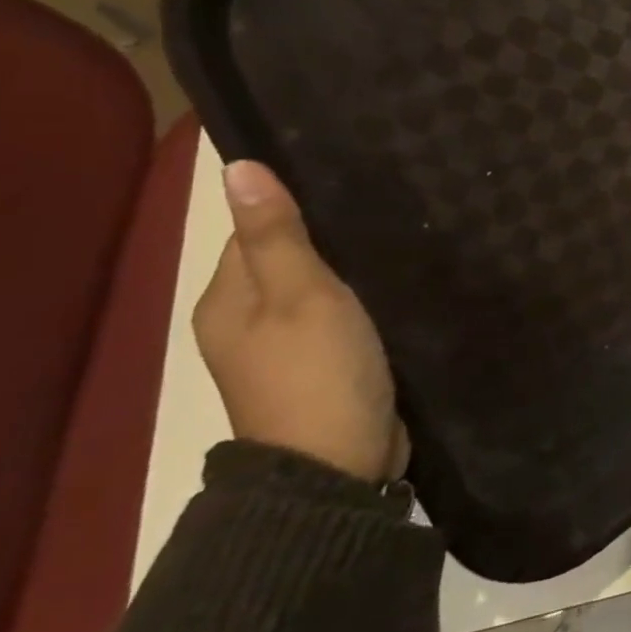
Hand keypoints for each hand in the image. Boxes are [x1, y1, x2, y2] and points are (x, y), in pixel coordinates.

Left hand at [194, 161, 406, 481]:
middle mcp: (247, 320)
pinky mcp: (327, 365)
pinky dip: (365, 298)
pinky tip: (399, 284)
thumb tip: (236, 166)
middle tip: (390, 205)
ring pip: (319, 287)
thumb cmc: (316, 372)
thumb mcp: (300, 296)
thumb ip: (276, 235)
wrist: (339, 465)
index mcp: (226, 301)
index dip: (296, 205)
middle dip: (331, 235)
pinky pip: (343, 315)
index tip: (353, 184)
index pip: (254, 231)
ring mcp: (288, 347)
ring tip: (404, 235)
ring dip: (352, 267)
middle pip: (288, 259)